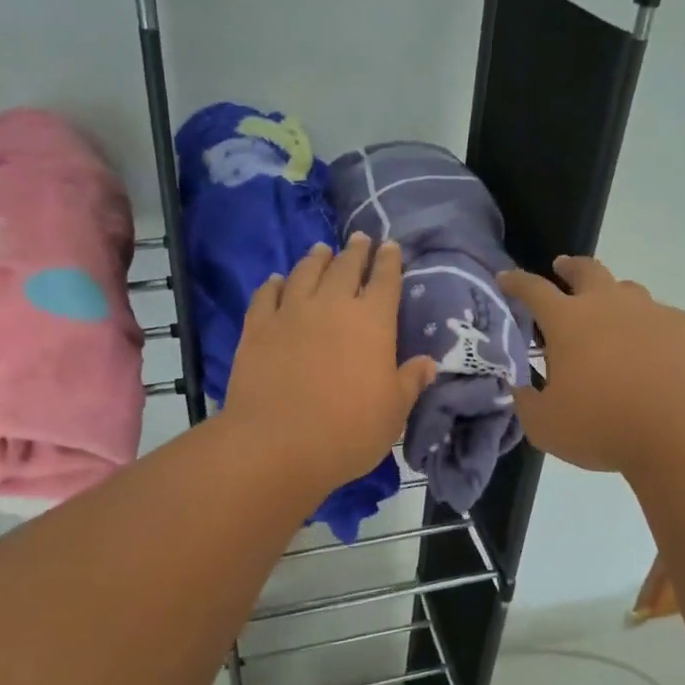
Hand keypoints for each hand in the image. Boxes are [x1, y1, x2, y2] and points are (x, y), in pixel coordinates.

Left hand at [223, 234, 437, 494]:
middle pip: (345, 267)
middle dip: (356, 251)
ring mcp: (290, 313)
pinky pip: (266, 295)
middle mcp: (331, 305)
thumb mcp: (393, 412)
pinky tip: (276, 280)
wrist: (277, 445)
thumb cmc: (348, 431)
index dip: (389, 261)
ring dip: (316, 259)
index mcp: (372, 321)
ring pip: (305, 273)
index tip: (390, 247)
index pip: (385, 280)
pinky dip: (273, 284)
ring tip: (321, 250)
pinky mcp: (256, 328)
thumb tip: (428, 363)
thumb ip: (410, 382)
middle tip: (359, 239)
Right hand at [500, 256, 684, 474]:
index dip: (516, 283)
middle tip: (562, 269)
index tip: (506, 278)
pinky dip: (648, 328)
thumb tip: (523, 390)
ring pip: (629, 290)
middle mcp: (610, 305)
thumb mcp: (546, 426)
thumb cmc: (603, 425)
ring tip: (610, 316)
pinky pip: (662, 319)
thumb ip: (528, 403)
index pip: (533, 290)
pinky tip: (651, 352)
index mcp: (568, 322)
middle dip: (570, 267)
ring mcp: (653, 313)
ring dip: (613, 296)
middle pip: (587, 270)